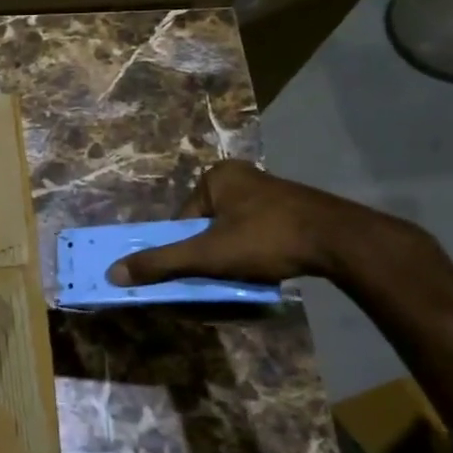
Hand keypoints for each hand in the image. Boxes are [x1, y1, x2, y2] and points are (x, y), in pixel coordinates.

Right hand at [108, 160, 386, 286]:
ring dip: (232, 255)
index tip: (194, 270)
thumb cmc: (266, 238)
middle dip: (209, 253)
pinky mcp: (292, 209)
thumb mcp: (206, 254)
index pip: (183, 217)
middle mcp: (241, 176)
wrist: (340, 240)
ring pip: (232, 231)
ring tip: (244, 275)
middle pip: (206, 224)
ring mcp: (269, 191)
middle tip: (218, 277)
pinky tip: (266, 268)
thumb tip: (113, 273)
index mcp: (216, 176)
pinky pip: (258, 232)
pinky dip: (255, 252)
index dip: (183, 247)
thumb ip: (161, 263)